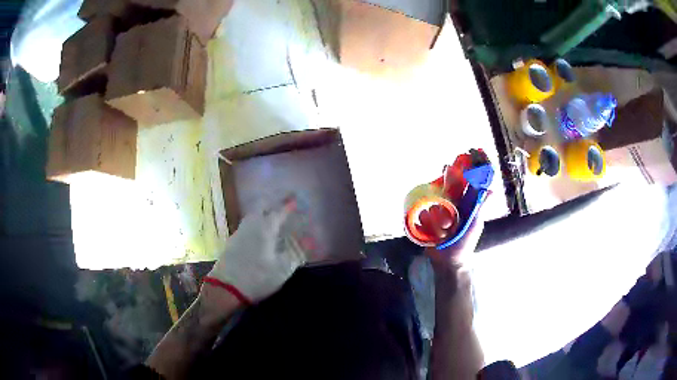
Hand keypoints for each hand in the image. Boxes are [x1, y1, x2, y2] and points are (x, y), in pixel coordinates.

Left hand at [205, 197, 311, 304]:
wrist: (226, 288)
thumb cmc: (258, 277)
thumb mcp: (283, 268)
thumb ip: (297, 252)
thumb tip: (311, 240)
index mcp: (265, 228)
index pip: (279, 211)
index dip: (288, 204)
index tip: (295, 198)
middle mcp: (250, 225)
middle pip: (261, 207)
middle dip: (273, 203)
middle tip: (283, 205)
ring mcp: (239, 232)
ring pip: (252, 215)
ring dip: (263, 212)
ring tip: (272, 218)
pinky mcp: (232, 242)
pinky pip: (247, 225)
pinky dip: (256, 223)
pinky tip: (259, 233)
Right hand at [424, 195, 487, 294]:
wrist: (449, 262)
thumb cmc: (465, 243)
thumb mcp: (475, 224)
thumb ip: (481, 207)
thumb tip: (491, 190)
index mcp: (460, 205)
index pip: (452, 188)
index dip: (449, 186)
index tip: (448, 190)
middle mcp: (447, 208)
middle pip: (438, 199)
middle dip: (442, 215)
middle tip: (448, 227)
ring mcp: (435, 216)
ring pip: (429, 209)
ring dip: (434, 224)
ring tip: (440, 236)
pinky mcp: (424, 224)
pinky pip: (420, 216)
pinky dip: (425, 226)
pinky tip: (431, 235)